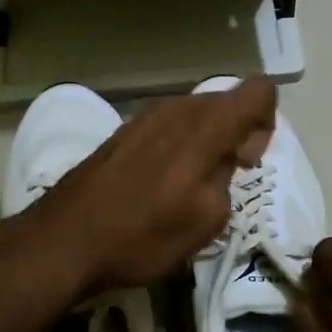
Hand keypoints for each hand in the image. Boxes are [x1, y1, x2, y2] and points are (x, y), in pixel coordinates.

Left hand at [29, 80, 276, 291]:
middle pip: (227, 101)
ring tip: (191, 185)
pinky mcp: (125, 129)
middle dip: (237, 133)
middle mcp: (177, 107)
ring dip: (207, 141)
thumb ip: (229, 177)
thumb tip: (227, 158)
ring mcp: (146, 114)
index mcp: (204, 125)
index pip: (258, 92)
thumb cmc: (142, 235)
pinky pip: (171, 124)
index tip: (247, 160)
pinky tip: (162, 183)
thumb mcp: (207, 220)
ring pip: (197, 113)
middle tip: (224, 179)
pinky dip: (180, 145)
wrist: (64, 239)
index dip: (266, 122)